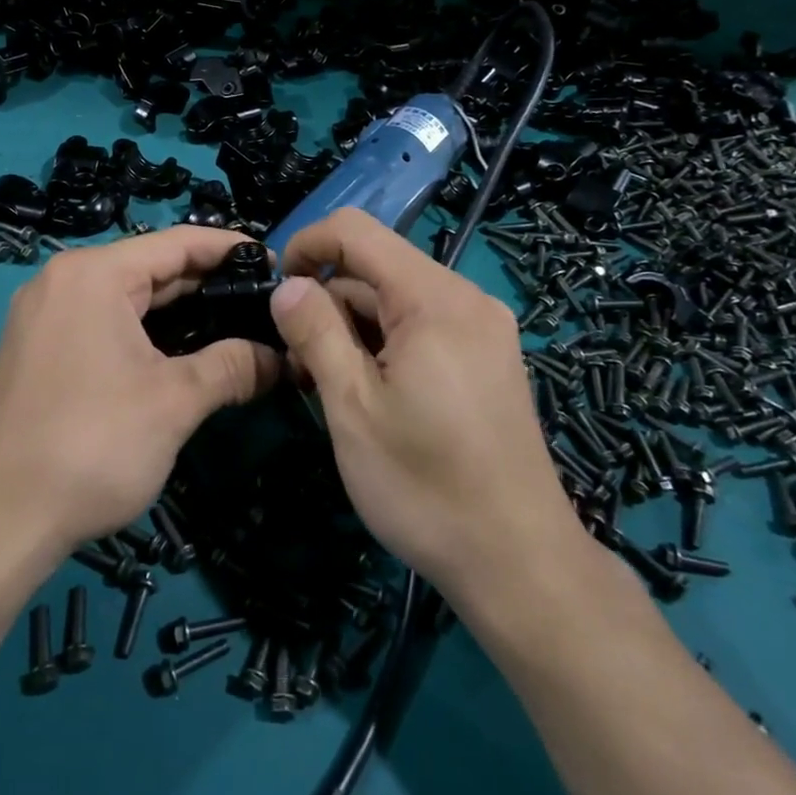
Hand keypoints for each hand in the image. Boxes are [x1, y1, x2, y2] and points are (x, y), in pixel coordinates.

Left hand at [0, 226, 280, 560]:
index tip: (274, 262)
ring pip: (127, 300)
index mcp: (93, 274)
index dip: (229, 248)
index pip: (177, 242)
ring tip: (235, 328)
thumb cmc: (90, 445)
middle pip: (150, 268)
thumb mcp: (174, 403)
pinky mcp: (37, 353)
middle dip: (208, 286)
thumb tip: (281, 358)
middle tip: (264, 304)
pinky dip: (145, 335)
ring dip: (179, 314)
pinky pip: (103, 325)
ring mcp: (44, 317)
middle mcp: (63, 282)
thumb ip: (232, 367)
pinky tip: (181, 355)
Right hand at [268, 209, 583, 597]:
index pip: (356, 231)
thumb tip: (286, 286)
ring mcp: (482, 329)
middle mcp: (465, 299)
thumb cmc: (425, 486)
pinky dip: (384, 345)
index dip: (307, 246)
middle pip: (376, 268)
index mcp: (434, 299)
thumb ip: (315, 333)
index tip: (276, 292)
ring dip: (352, 329)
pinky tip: (367, 392)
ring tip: (326, 387)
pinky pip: (422, 326)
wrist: (519, 563)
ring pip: (395, 301)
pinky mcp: (487, 358)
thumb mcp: (353, 407)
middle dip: (327, 302)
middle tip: (298, 364)